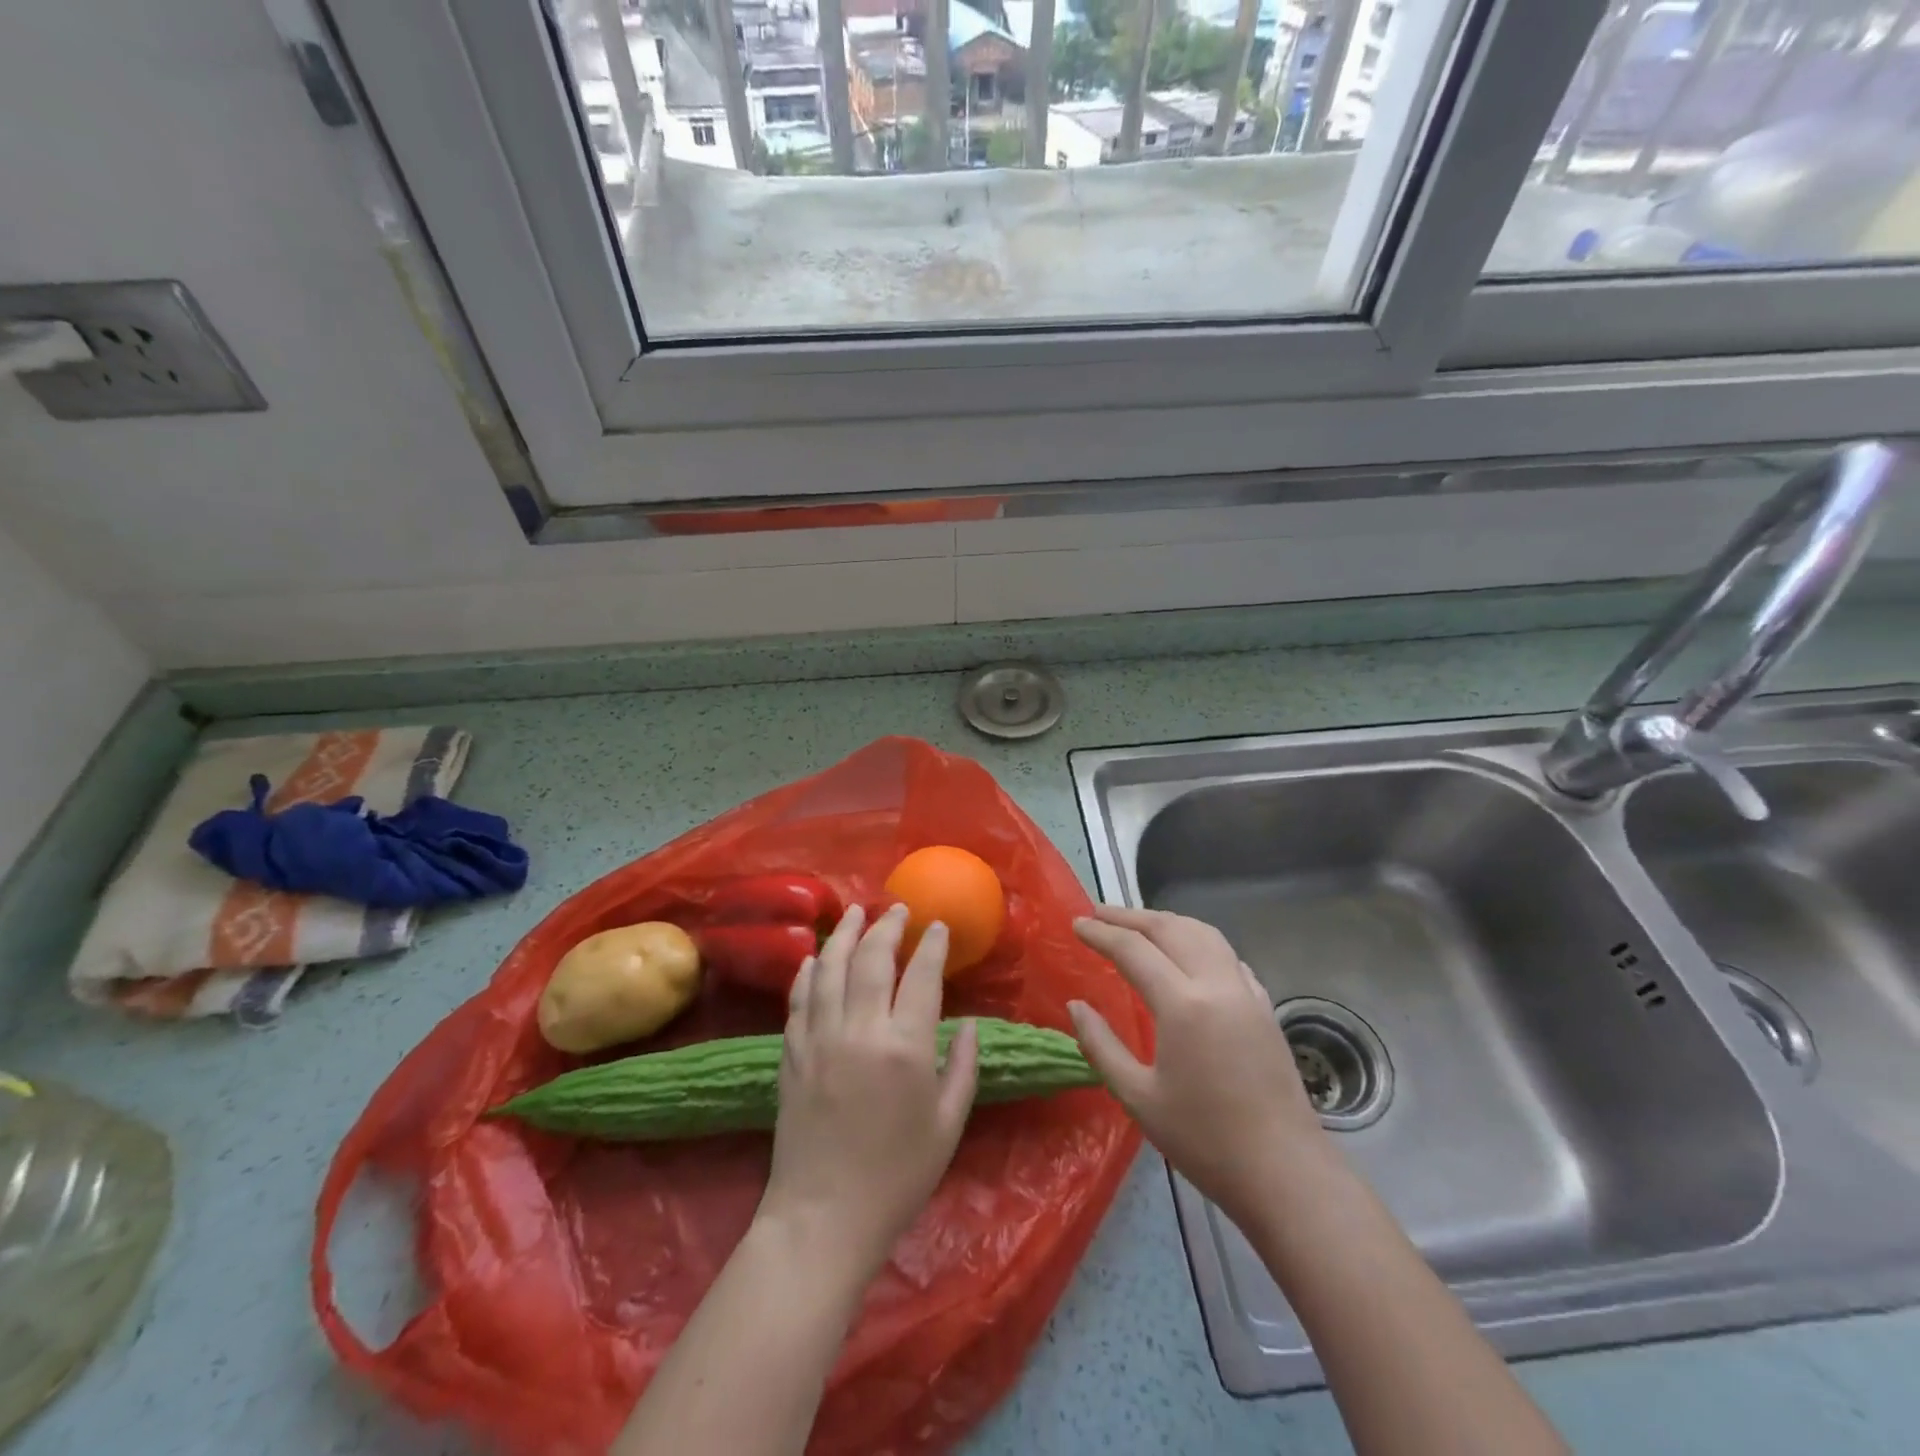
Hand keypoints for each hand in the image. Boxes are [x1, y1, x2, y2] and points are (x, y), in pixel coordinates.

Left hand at [757, 903, 978, 1284]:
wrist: (823, 1218)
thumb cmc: (897, 1178)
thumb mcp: (948, 1126)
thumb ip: (963, 1068)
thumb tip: (968, 1025)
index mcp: (906, 1048)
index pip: (923, 977)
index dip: (932, 945)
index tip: (938, 926)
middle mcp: (861, 1031)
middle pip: (873, 959)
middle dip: (888, 926)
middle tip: (897, 909)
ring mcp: (820, 1038)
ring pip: (831, 968)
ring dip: (844, 934)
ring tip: (854, 912)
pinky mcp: (792, 1053)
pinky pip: (799, 998)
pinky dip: (809, 971)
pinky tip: (816, 957)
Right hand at [1068, 905, 1324, 1226]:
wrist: (1285, 1173)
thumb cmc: (1205, 1140)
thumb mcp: (1138, 1098)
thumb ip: (1101, 1046)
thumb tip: (1077, 1006)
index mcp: (1182, 1003)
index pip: (1133, 949)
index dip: (1101, 932)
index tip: (1076, 924)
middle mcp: (1216, 984)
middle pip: (1170, 928)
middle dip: (1130, 916)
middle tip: (1098, 914)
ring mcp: (1246, 992)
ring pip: (1203, 933)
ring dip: (1166, 921)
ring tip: (1138, 925)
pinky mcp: (1264, 1006)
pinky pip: (1227, 955)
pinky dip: (1198, 941)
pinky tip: (1188, 955)